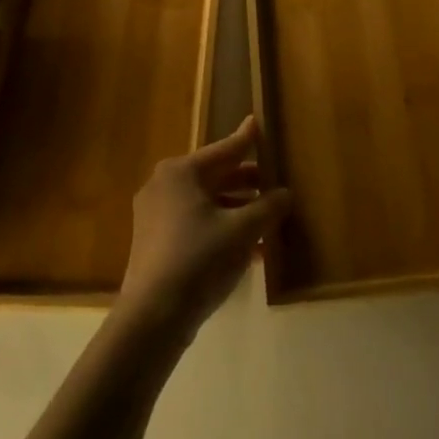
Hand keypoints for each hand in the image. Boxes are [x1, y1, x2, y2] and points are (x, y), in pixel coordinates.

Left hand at [116, 117, 290, 341]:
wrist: (153, 316)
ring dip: (238, 209)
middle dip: (247, 182)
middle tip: (275, 181)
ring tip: (269, 218)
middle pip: (215, 176)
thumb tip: (284, 193)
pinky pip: (196, 224)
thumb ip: (268, 206)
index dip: (247, 139)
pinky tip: (250, 248)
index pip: (225, 150)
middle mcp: (164, 186)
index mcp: (181, 173)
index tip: (258, 122)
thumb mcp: (243, 230)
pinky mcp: (155, 243)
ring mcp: (155, 215)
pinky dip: (222, 228)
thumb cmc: (200, 259)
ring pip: (207, 203)